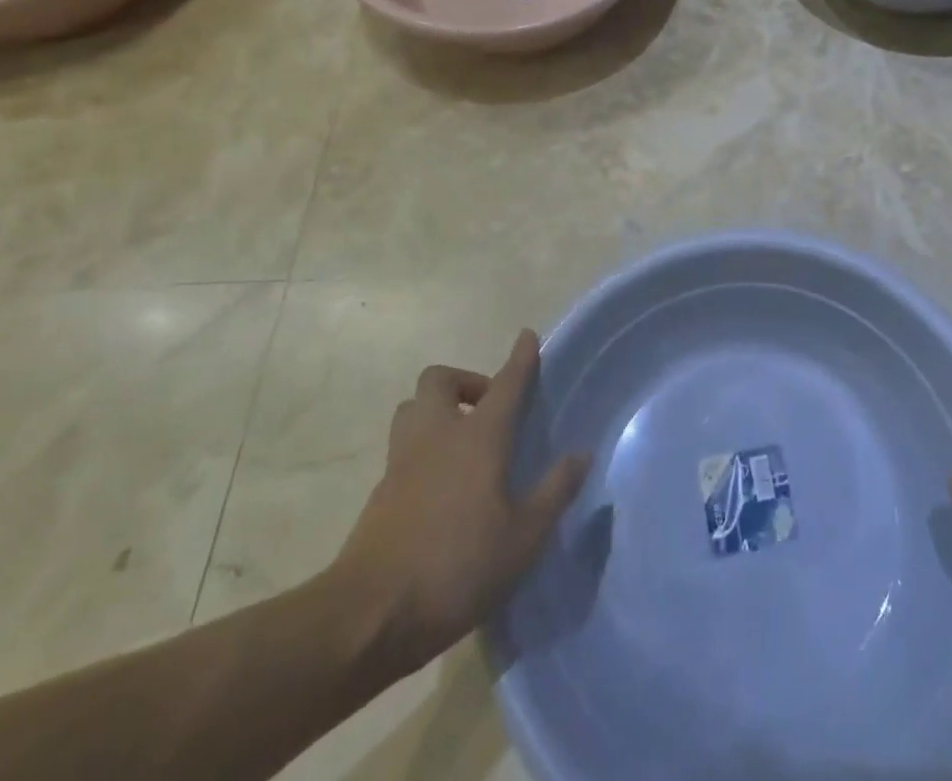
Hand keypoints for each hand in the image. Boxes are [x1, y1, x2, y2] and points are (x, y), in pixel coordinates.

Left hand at [322, 331, 590, 685]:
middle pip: (439, 380)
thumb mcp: (524, 538)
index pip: (505, 383)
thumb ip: (554, 491)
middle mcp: (437, 434)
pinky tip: (440, 484)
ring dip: (436, 410)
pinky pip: (402, 446)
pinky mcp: (380, 490)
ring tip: (461, 441)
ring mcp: (402, 460)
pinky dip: (422, 448)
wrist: (369, 616)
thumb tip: (582, 454)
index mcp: (478, 437)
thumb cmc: (458, 567)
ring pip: (413, 408)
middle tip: (487, 408)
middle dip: (464, 381)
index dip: (520, 358)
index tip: (527, 335)